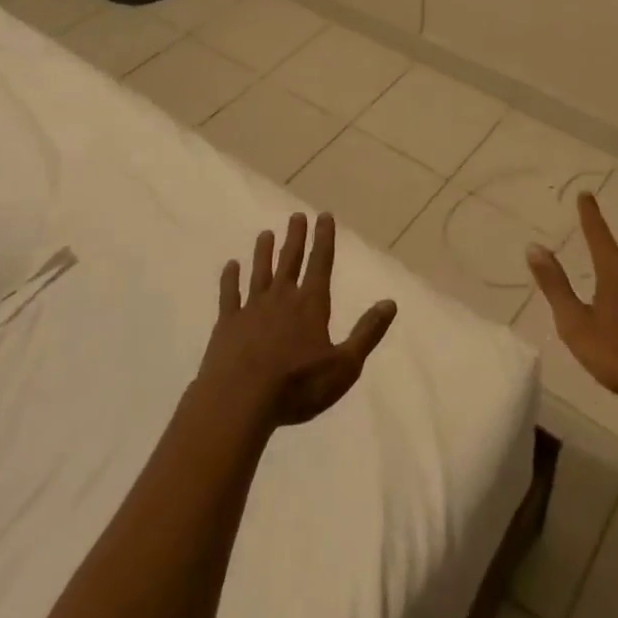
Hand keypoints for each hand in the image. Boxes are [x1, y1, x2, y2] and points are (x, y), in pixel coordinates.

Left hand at [196, 212, 397, 429]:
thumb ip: (367, 333)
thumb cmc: (297, 386)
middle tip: (296, 215)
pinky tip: (230, 266)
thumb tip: (390, 303)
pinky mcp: (227, 325)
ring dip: (264, 253)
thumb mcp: (344, 366)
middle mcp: (282, 298)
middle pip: (290, 261)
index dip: (324, 238)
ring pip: (260, 273)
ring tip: (265, 234)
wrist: (239, 402)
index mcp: (311, 304)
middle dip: (295, 238)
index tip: (324, 215)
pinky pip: (230, 295)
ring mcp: (252, 309)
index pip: (321, 263)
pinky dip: (230, 279)